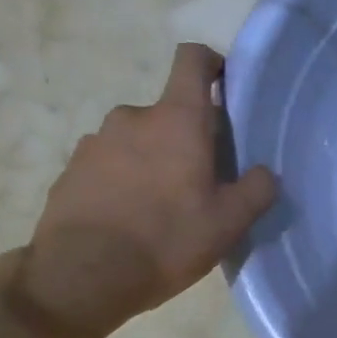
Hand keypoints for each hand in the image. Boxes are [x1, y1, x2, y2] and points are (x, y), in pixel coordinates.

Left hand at [7, 43, 277, 337]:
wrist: (80, 277)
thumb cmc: (166, 240)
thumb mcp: (229, 223)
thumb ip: (257, 190)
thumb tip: (265, 173)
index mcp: (177, 120)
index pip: (193, 60)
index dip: (212, 64)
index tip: (226, 88)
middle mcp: (133, 117)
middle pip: (170, 113)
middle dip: (188, 137)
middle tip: (202, 181)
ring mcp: (95, 141)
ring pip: (139, 140)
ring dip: (154, 160)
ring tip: (162, 206)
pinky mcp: (71, 169)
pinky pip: (109, 163)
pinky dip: (124, 179)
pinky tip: (130, 219)